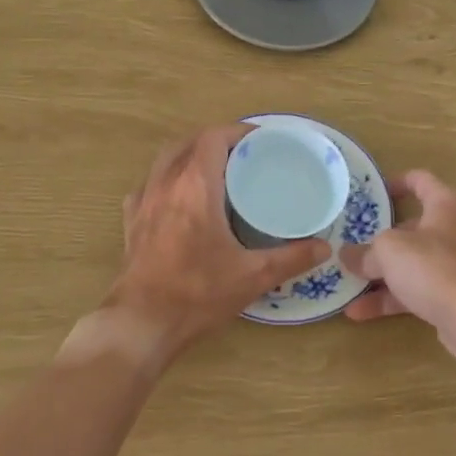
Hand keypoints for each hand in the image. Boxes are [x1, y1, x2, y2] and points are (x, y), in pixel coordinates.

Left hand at [85, 124, 329, 367]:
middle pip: (188, 142)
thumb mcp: (253, 276)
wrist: (141, 323)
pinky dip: (167, 181)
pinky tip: (179, 199)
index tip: (260, 141)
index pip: (213, 137)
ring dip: (189, 156)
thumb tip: (324, 247)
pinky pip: (149, 185)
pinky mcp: (131, 221)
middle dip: (215, 141)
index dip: (237, 132)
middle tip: (242, 156)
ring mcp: (144, 201)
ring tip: (214, 172)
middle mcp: (166, 183)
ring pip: (166, 160)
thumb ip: (292, 258)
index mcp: (196, 185)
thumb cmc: (198, 292)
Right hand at [340, 170, 455, 360]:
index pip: (422, 181)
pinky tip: (360, 313)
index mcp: (446, 206)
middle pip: (414, 228)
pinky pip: (419, 290)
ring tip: (348, 285)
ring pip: (414, 264)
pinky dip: (393, 298)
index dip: (398, 182)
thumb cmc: (433, 267)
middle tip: (356, 246)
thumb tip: (347, 255)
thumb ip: (365, 252)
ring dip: (382, 275)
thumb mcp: (389, 251)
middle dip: (382, 241)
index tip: (375, 193)